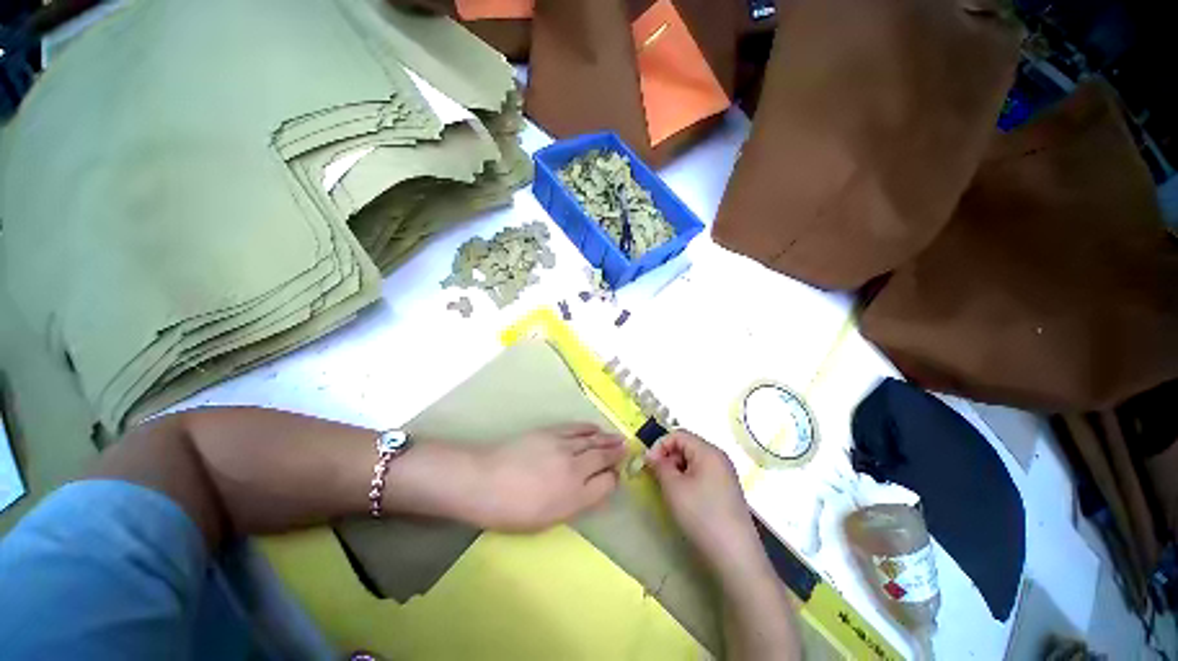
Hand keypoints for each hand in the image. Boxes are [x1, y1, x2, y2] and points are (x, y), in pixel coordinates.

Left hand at [468, 423, 625, 531]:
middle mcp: (575, 469)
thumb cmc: (511, 510)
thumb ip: (574, 505)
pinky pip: (577, 428)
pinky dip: (589, 428)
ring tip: (619, 438)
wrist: (484, 480)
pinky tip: (596, 428)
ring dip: (608, 439)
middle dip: (617, 454)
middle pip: (602, 458)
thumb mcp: (546, 520)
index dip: (614, 480)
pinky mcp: (552, 432)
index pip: (605, 484)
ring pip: (593, 441)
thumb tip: (593, 492)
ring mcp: (564, 447)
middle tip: (628, 449)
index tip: (617, 477)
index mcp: (574, 496)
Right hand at [645, 431, 761, 570]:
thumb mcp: (673, 487)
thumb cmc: (701, 515)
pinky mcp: (726, 490)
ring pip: (693, 461)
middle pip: (687, 446)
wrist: (735, 556)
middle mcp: (719, 457)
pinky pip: (702, 474)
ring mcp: (724, 474)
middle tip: (656, 477)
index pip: (678, 434)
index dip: (660, 445)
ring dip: (676, 469)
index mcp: (708, 451)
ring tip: (668, 489)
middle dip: (668, 457)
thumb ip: (659, 465)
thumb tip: (651, 455)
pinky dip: (688, 479)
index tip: (647, 463)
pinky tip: (683, 498)